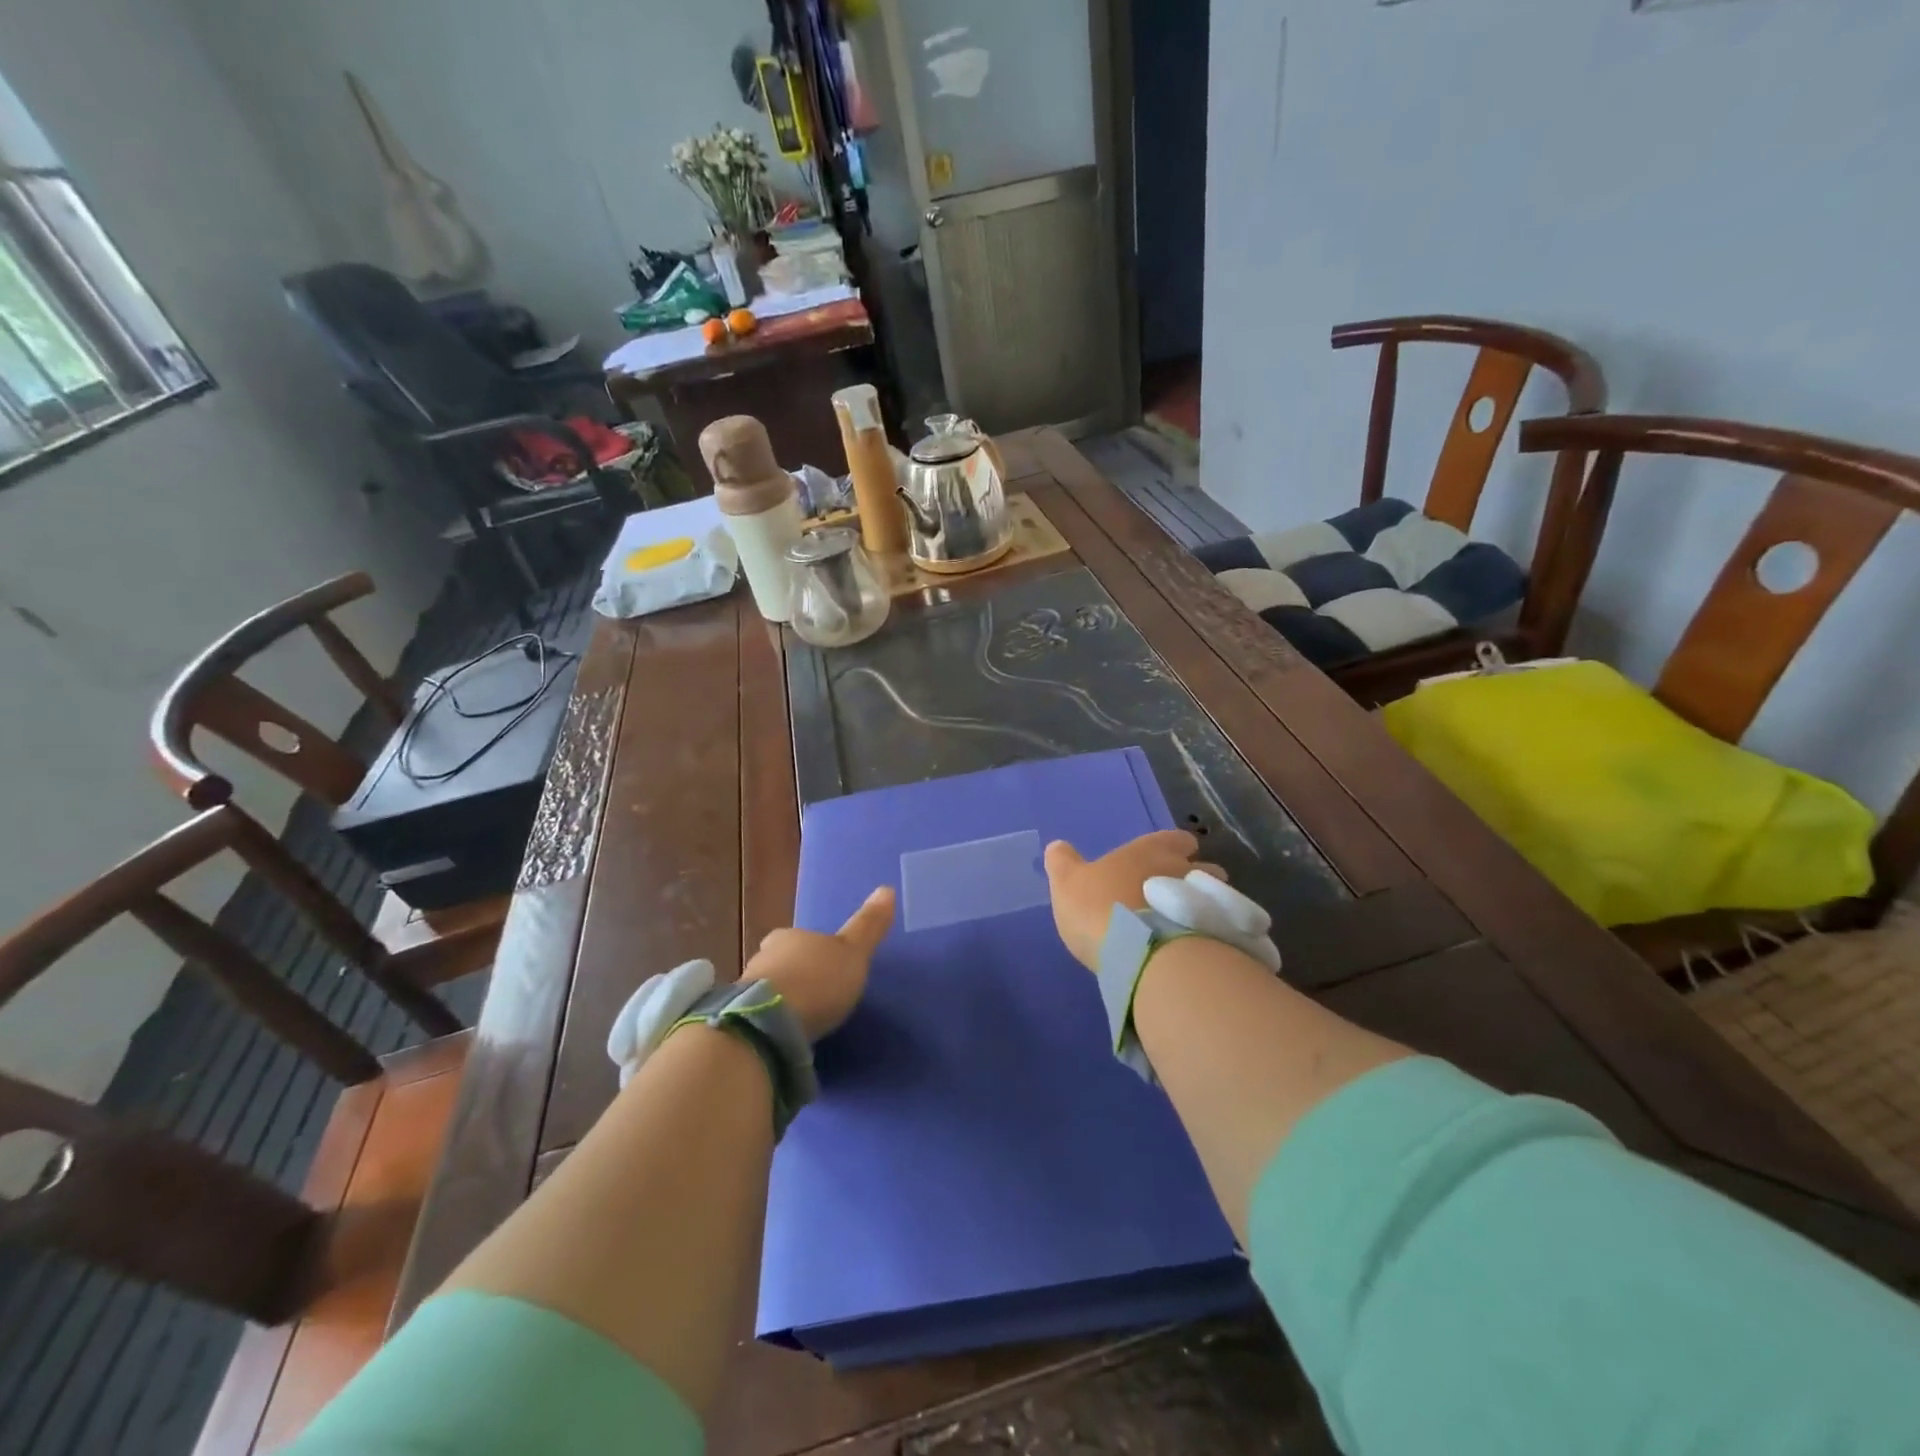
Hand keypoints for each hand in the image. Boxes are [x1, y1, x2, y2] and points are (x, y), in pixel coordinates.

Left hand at [746, 886, 895, 1040]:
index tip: (824, 966)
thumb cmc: (817, 981)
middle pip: (781, 962)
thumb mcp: (853, 953)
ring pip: (767, 989)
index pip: (798, 937)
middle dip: (795, 975)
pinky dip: (769, 1021)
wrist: (769, 1024)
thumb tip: (887, 888)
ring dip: (781, 1000)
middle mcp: (764, 956)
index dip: (811, 950)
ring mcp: (746, 988)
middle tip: (814, 994)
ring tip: (799, 1020)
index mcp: (790, 936)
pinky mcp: (739, 1019)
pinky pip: (758, 1016)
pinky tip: (782, 1034)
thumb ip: (868, 926)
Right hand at [1043, 831, 1219, 970]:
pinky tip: (1195, 949)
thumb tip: (1058, 846)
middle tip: (1179, 895)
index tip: (1170, 858)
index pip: (1176, 838)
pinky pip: (1218, 929)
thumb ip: (1063, 862)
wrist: (1140, 955)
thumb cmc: (1099, 908)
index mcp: (1150, 851)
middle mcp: (1183, 869)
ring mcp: (1203, 903)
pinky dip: (1210, 934)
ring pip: (1214, 898)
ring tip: (1188, 925)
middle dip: (1197, 877)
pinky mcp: (1215, 936)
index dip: (1175, 847)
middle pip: (1204, 867)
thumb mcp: (1067, 883)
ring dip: (1204, 906)